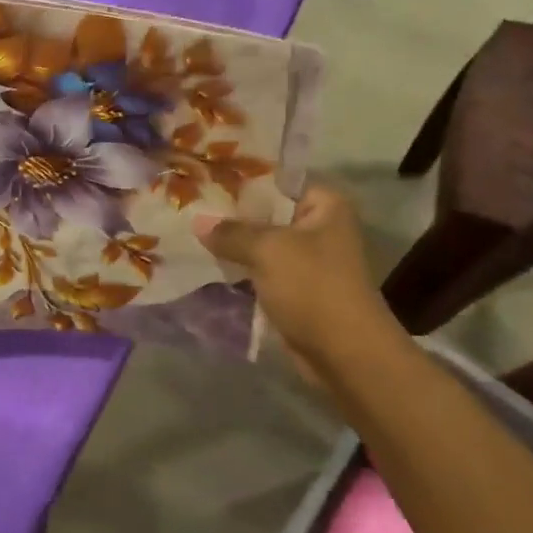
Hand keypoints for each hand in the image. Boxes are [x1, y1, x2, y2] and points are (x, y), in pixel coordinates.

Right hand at [194, 184, 400, 366]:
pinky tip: (207, 265)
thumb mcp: (267, 250)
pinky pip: (260, 271)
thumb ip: (231, 232)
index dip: (241, 181)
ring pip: (261, 244)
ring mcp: (306, 260)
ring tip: (190, 234)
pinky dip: (238, 270)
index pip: (278, 181)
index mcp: (325, 205)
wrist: (344, 352)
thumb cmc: (313, 287)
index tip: (204, 182)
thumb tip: (198, 222)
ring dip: (232, 245)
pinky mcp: (295, 288)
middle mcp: (318, 227)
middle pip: (266, 212)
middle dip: (231, 215)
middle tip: (189, 208)